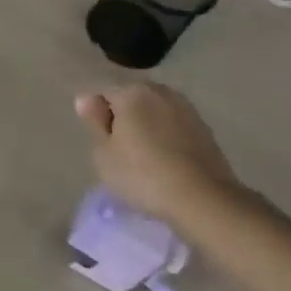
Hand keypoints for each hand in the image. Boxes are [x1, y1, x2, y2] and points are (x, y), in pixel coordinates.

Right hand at [74, 82, 243, 229]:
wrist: (204, 199)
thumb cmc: (143, 175)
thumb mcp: (104, 154)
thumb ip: (94, 122)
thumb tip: (86, 98)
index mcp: (131, 92)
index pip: (102, 93)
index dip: (96, 116)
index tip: (100, 143)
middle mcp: (159, 91)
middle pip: (131, 98)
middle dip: (123, 116)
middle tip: (119, 150)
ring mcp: (185, 107)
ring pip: (154, 110)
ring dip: (146, 125)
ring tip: (144, 156)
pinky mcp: (204, 127)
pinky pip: (173, 124)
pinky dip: (166, 135)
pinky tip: (165, 160)